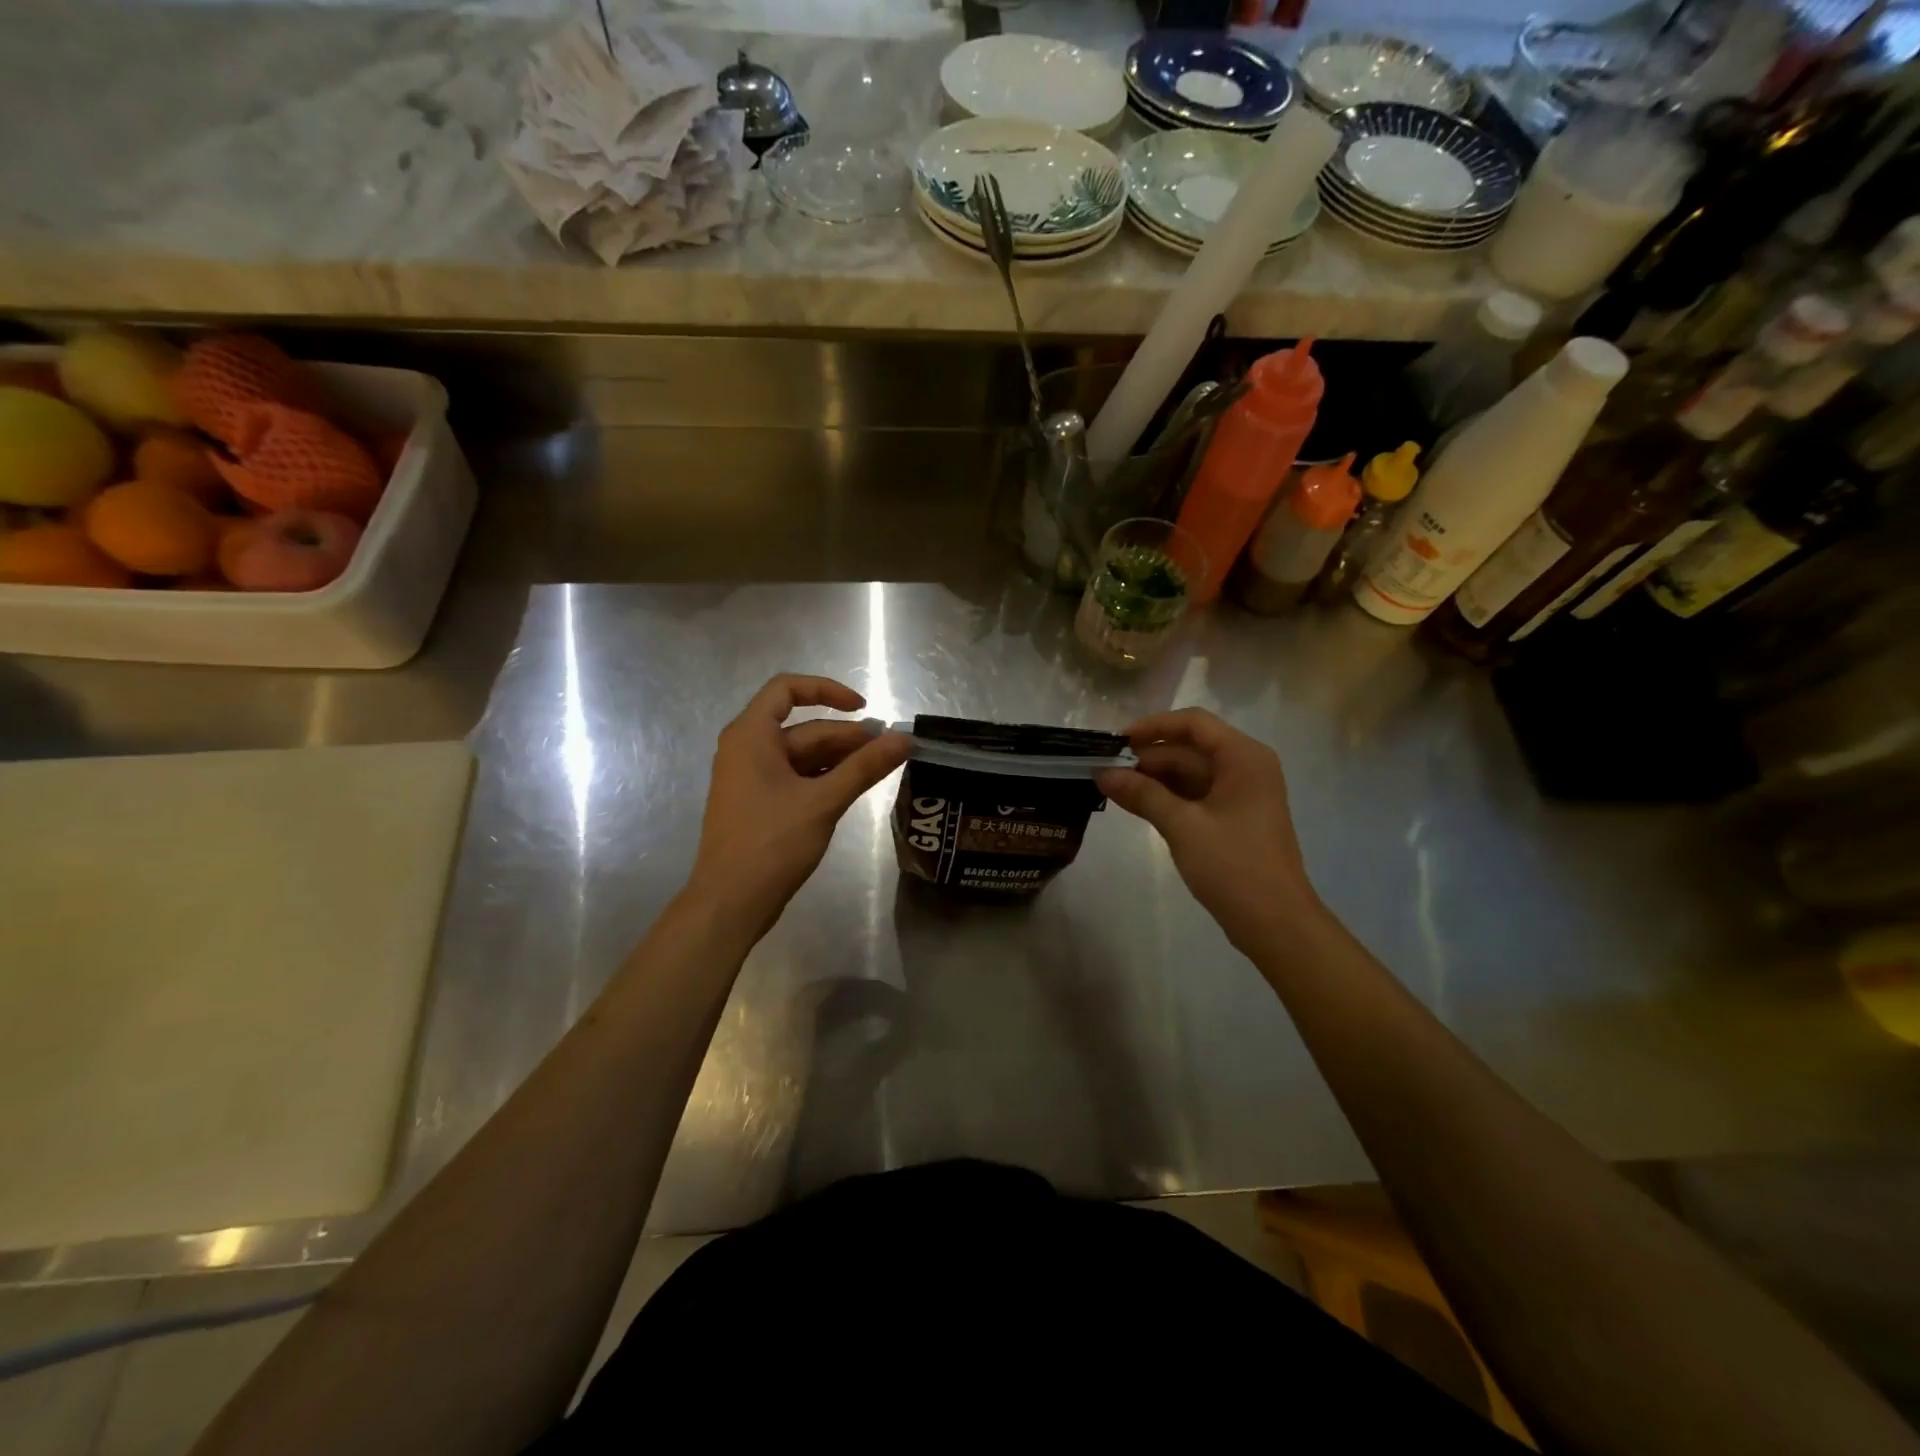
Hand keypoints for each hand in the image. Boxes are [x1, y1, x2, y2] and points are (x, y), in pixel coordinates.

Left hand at [687, 674, 910, 938]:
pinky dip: (825, 779)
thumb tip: (904, 739)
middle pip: (804, 728)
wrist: (730, 902)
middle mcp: (748, 749)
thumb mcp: (823, 801)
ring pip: (803, 755)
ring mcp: (752, 778)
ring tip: (879, 769)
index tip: (864, 708)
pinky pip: (797, 778)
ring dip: (840, 759)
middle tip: (889, 750)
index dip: (827, 690)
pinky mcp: (760, 803)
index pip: (787, 689)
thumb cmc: (771, 843)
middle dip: (847, 736)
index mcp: (751, 736)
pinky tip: (854, 788)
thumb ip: (864, 767)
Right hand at [1097, 708, 1321, 948]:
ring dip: (1154, 779)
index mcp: (1243, 757)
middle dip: (1148, 758)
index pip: (1193, 723)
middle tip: (1106, 771)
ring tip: (1113, 788)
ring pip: (1190, 773)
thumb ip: (1143, 794)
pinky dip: (1167, 798)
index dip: (1153, 727)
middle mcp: (1245, 767)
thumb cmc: (1233, 866)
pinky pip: (1195, 795)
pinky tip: (1136, 805)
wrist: (1274, 922)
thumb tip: (1103, 773)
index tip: (1117, 742)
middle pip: (1189, 749)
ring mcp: (1240, 794)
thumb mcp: (1183, 826)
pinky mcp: (1233, 818)